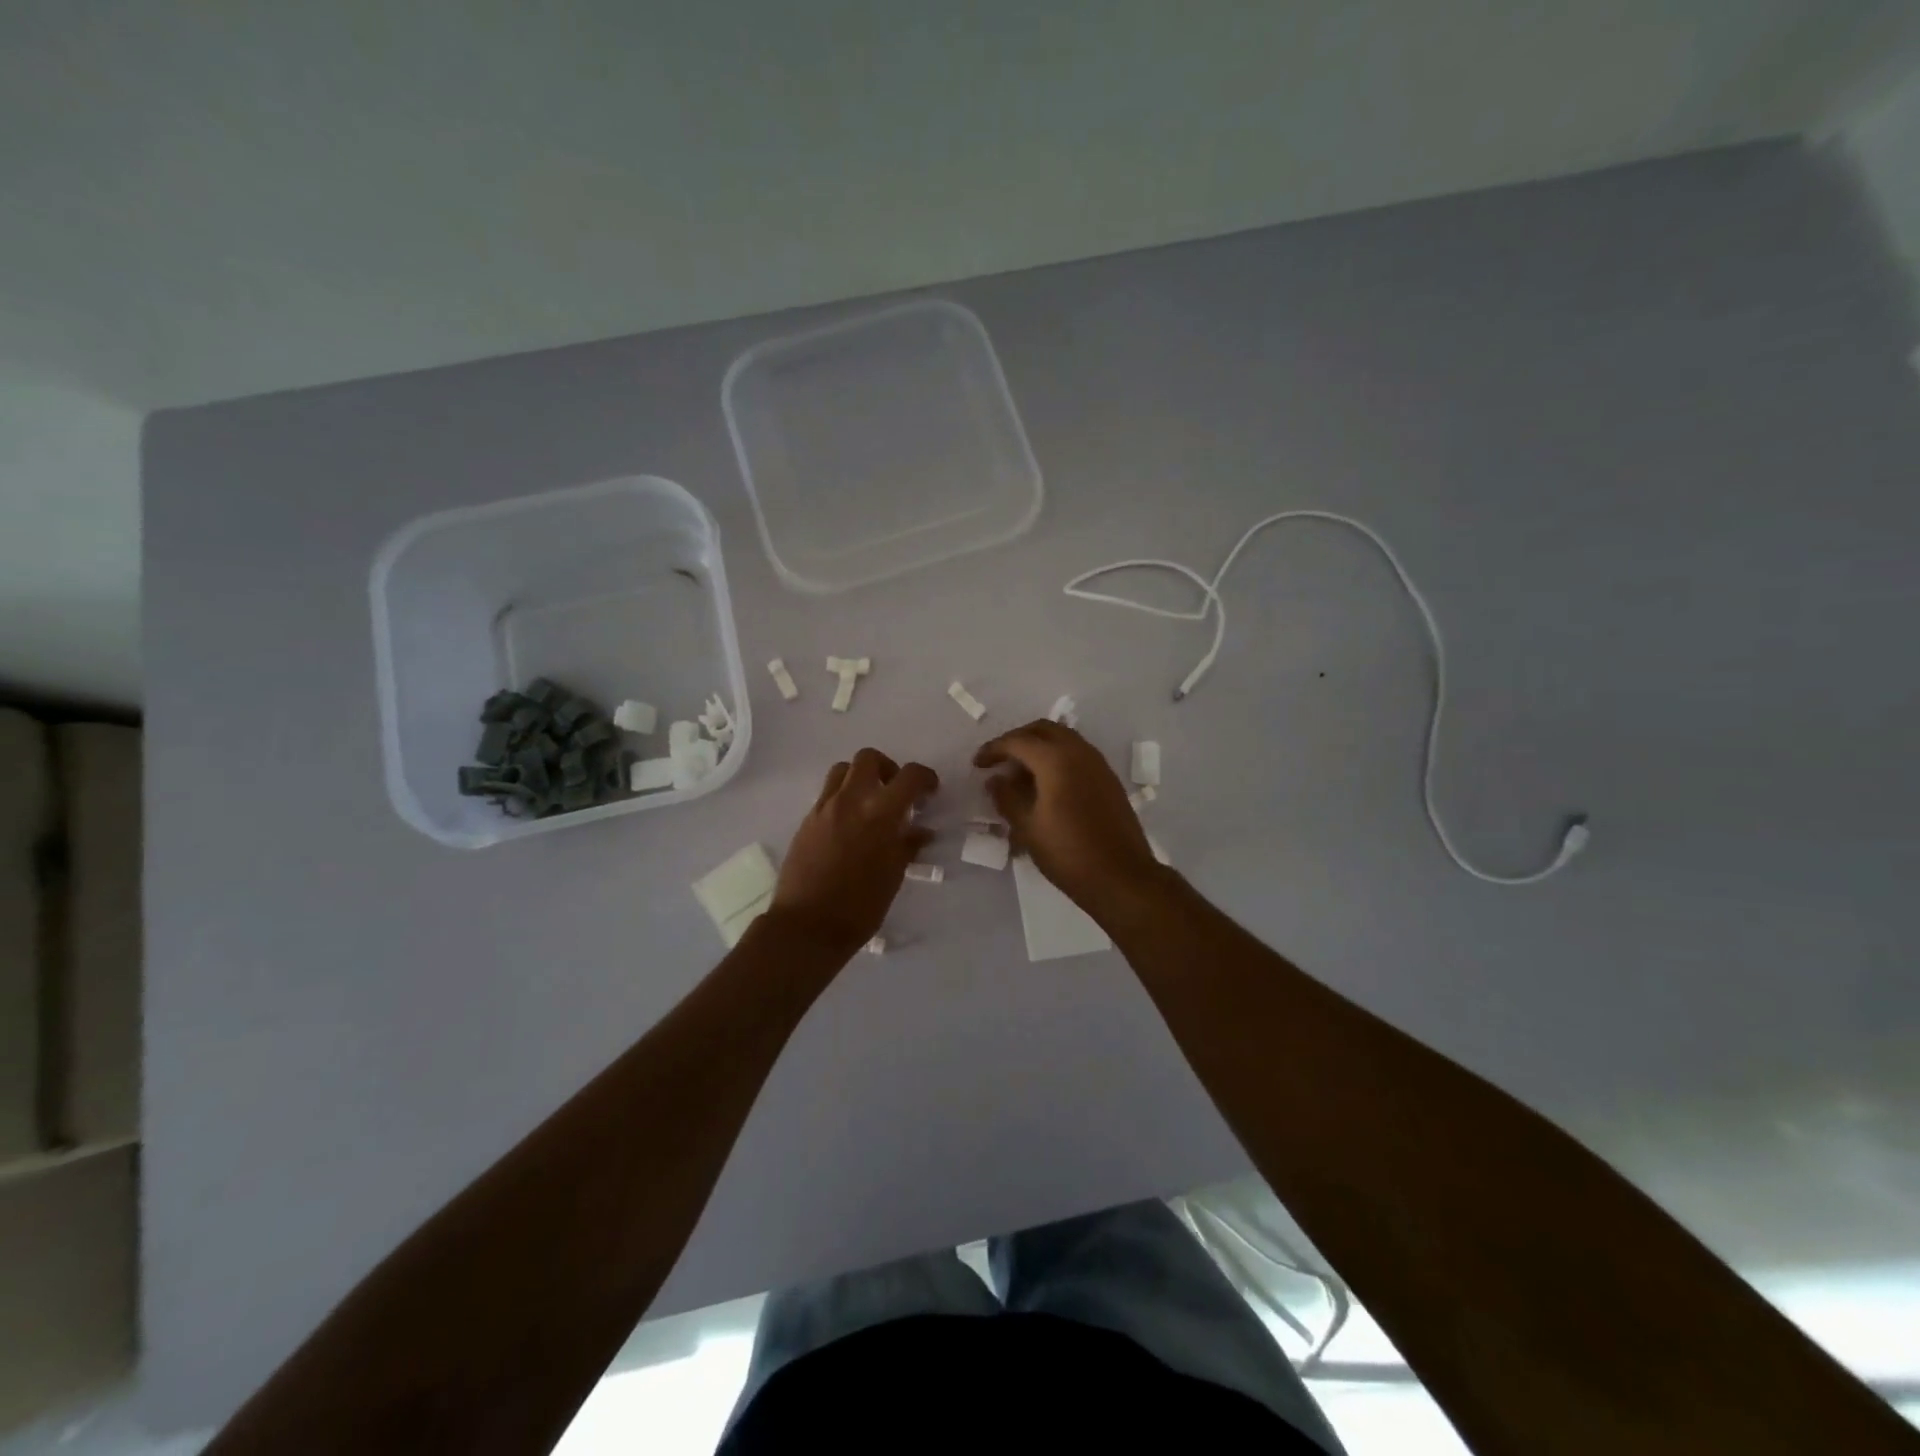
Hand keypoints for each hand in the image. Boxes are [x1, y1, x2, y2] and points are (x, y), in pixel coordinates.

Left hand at [770, 748, 937, 957]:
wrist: (807, 926)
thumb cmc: (860, 906)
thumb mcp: (893, 876)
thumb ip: (907, 845)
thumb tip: (921, 831)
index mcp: (880, 813)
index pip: (909, 776)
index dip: (925, 778)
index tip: (930, 791)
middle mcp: (850, 800)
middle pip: (869, 758)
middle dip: (888, 768)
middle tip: (895, 792)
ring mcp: (824, 808)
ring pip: (842, 770)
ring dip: (860, 777)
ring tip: (870, 803)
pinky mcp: (807, 820)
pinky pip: (827, 794)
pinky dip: (842, 797)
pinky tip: (849, 825)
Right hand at [974, 721, 1164, 916]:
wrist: (1121, 877)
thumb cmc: (1068, 853)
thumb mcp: (1027, 828)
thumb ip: (1007, 798)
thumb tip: (995, 780)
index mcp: (1056, 760)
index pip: (1017, 741)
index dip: (993, 749)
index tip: (978, 764)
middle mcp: (1080, 752)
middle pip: (1043, 730)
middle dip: (1018, 739)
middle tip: (999, 760)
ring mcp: (1099, 764)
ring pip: (1064, 739)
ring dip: (1039, 747)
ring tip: (1021, 774)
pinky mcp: (1109, 780)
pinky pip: (1078, 755)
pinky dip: (1057, 759)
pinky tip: (1047, 786)